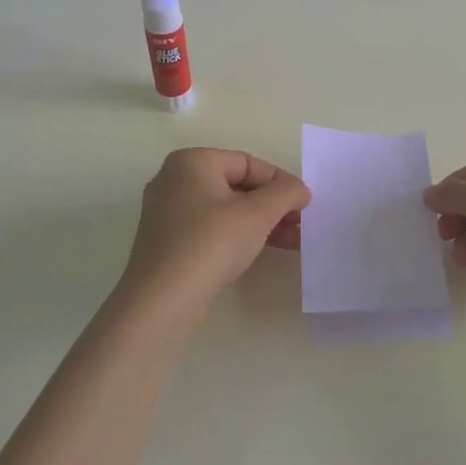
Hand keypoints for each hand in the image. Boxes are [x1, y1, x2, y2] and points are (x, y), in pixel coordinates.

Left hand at [119, 148, 309, 316]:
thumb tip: (300, 189)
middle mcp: (174, 180)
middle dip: (272, 205)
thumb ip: (285, 193)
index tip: (304, 205)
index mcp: (191, 162)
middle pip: (236, 185)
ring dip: (260, 222)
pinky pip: (210, 228)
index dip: (280, 182)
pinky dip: (237, 235)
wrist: (161, 303)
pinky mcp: (166, 242)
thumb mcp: (257, 214)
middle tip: (300, 224)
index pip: (247, 163)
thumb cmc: (211, 244)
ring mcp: (166, 213)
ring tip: (291, 242)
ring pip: (224, 209)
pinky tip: (260, 251)